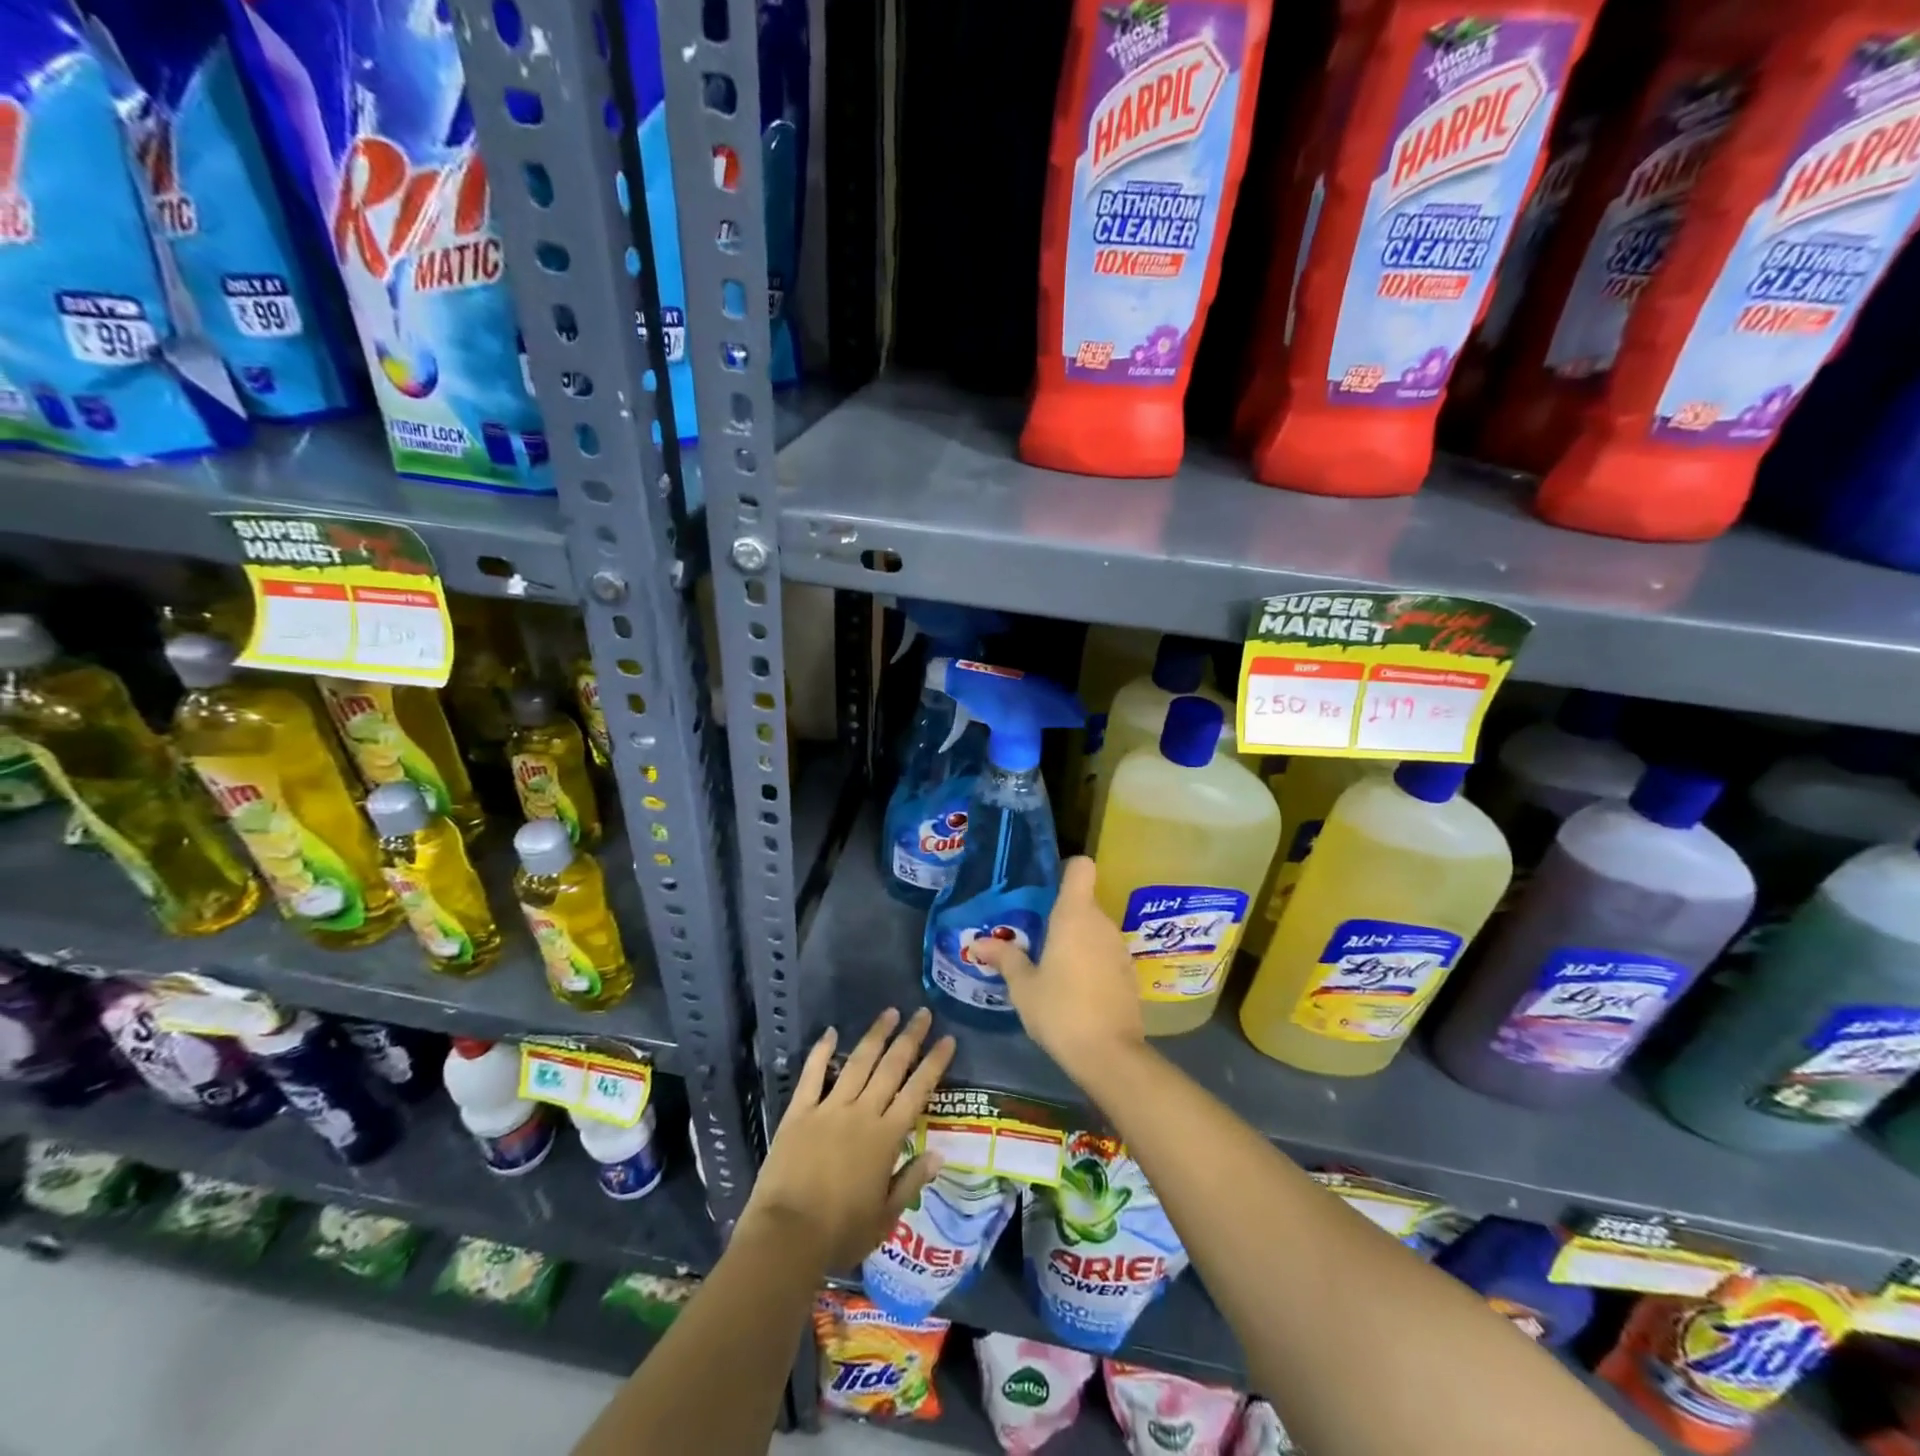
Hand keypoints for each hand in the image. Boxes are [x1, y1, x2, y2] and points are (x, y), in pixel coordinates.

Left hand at [740, 1007, 955, 1271]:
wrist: (787, 1236)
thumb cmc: (840, 1233)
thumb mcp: (885, 1217)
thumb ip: (911, 1181)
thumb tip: (939, 1154)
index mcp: (886, 1137)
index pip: (917, 1091)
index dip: (934, 1063)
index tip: (947, 1039)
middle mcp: (862, 1113)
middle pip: (891, 1067)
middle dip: (910, 1038)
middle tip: (923, 1013)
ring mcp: (829, 1108)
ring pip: (858, 1062)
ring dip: (876, 1036)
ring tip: (890, 1013)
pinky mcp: (799, 1112)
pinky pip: (813, 1075)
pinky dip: (821, 1051)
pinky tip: (830, 1032)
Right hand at [969, 856, 1144, 1083]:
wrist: (1109, 1055)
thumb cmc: (1059, 1010)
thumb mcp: (1023, 986)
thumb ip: (1005, 958)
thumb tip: (978, 942)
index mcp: (1075, 915)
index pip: (1081, 867)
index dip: (1065, 870)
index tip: (1045, 888)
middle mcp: (1101, 923)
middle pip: (1083, 901)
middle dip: (1061, 915)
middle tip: (1034, 936)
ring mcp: (1119, 948)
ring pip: (1094, 929)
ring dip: (1076, 940)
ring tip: (1050, 964)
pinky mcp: (1129, 974)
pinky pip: (1105, 953)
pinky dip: (1091, 961)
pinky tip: (1074, 988)